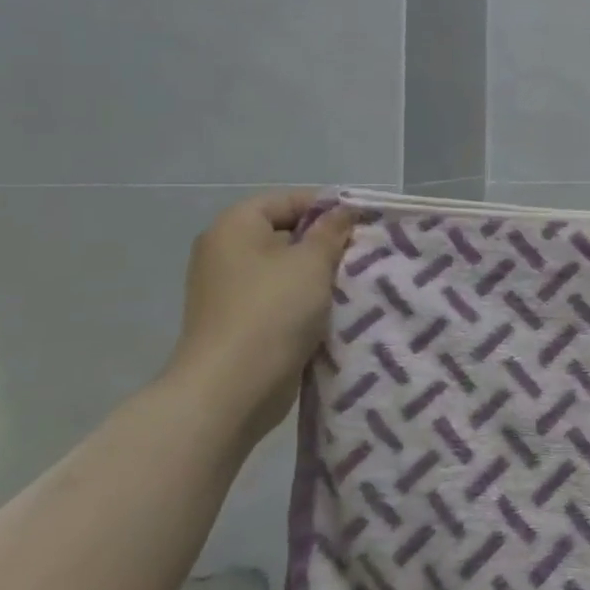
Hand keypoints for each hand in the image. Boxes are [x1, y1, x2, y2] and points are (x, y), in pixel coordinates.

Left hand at [166, 191, 354, 437]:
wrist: (231, 389)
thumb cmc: (272, 311)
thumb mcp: (312, 262)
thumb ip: (331, 231)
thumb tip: (343, 211)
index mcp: (235, 227)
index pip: (289, 200)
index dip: (328, 207)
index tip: (363, 223)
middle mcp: (225, 252)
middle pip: (287, 234)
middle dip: (326, 243)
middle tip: (364, 253)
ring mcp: (229, 290)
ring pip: (286, 270)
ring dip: (318, 276)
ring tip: (355, 281)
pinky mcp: (239, 322)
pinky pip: (280, 299)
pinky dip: (305, 301)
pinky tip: (336, 310)